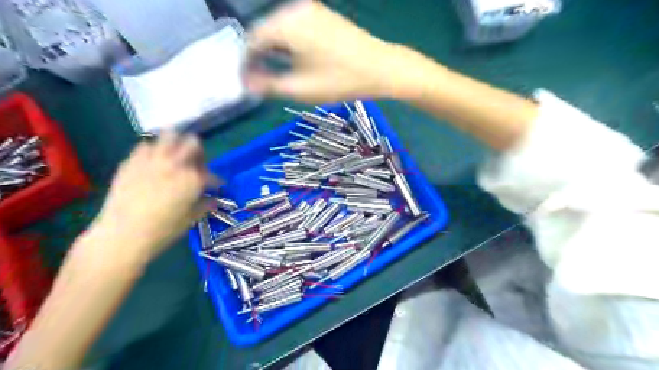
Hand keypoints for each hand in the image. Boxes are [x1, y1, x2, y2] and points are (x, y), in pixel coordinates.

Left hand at [89, 132, 212, 263]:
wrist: (122, 236)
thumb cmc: (163, 230)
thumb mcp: (190, 219)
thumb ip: (205, 206)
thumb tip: (213, 201)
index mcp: (193, 179)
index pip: (211, 174)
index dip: (216, 181)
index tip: (217, 186)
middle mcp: (175, 164)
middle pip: (193, 143)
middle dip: (198, 152)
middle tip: (196, 163)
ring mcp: (152, 160)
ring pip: (169, 136)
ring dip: (176, 143)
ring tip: (175, 154)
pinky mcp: (132, 162)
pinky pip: (145, 146)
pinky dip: (152, 150)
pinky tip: (152, 161)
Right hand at [244, 2, 404, 101]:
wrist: (380, 67)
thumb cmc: (340, 80)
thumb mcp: (301, 88)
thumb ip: (269, 85)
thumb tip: (247, 83)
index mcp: (286, 24)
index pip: (252, 40)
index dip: (246, 62)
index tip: (246, 81)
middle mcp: (295, 9)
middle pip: (265, 31)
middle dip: (259, 54)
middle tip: (259, 78)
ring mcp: (311, 9)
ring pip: (280, 27)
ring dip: (274, 48)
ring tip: (274, 70)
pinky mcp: (322, 14)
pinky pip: (295, 25)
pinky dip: (289, 41)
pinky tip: (293, 57)